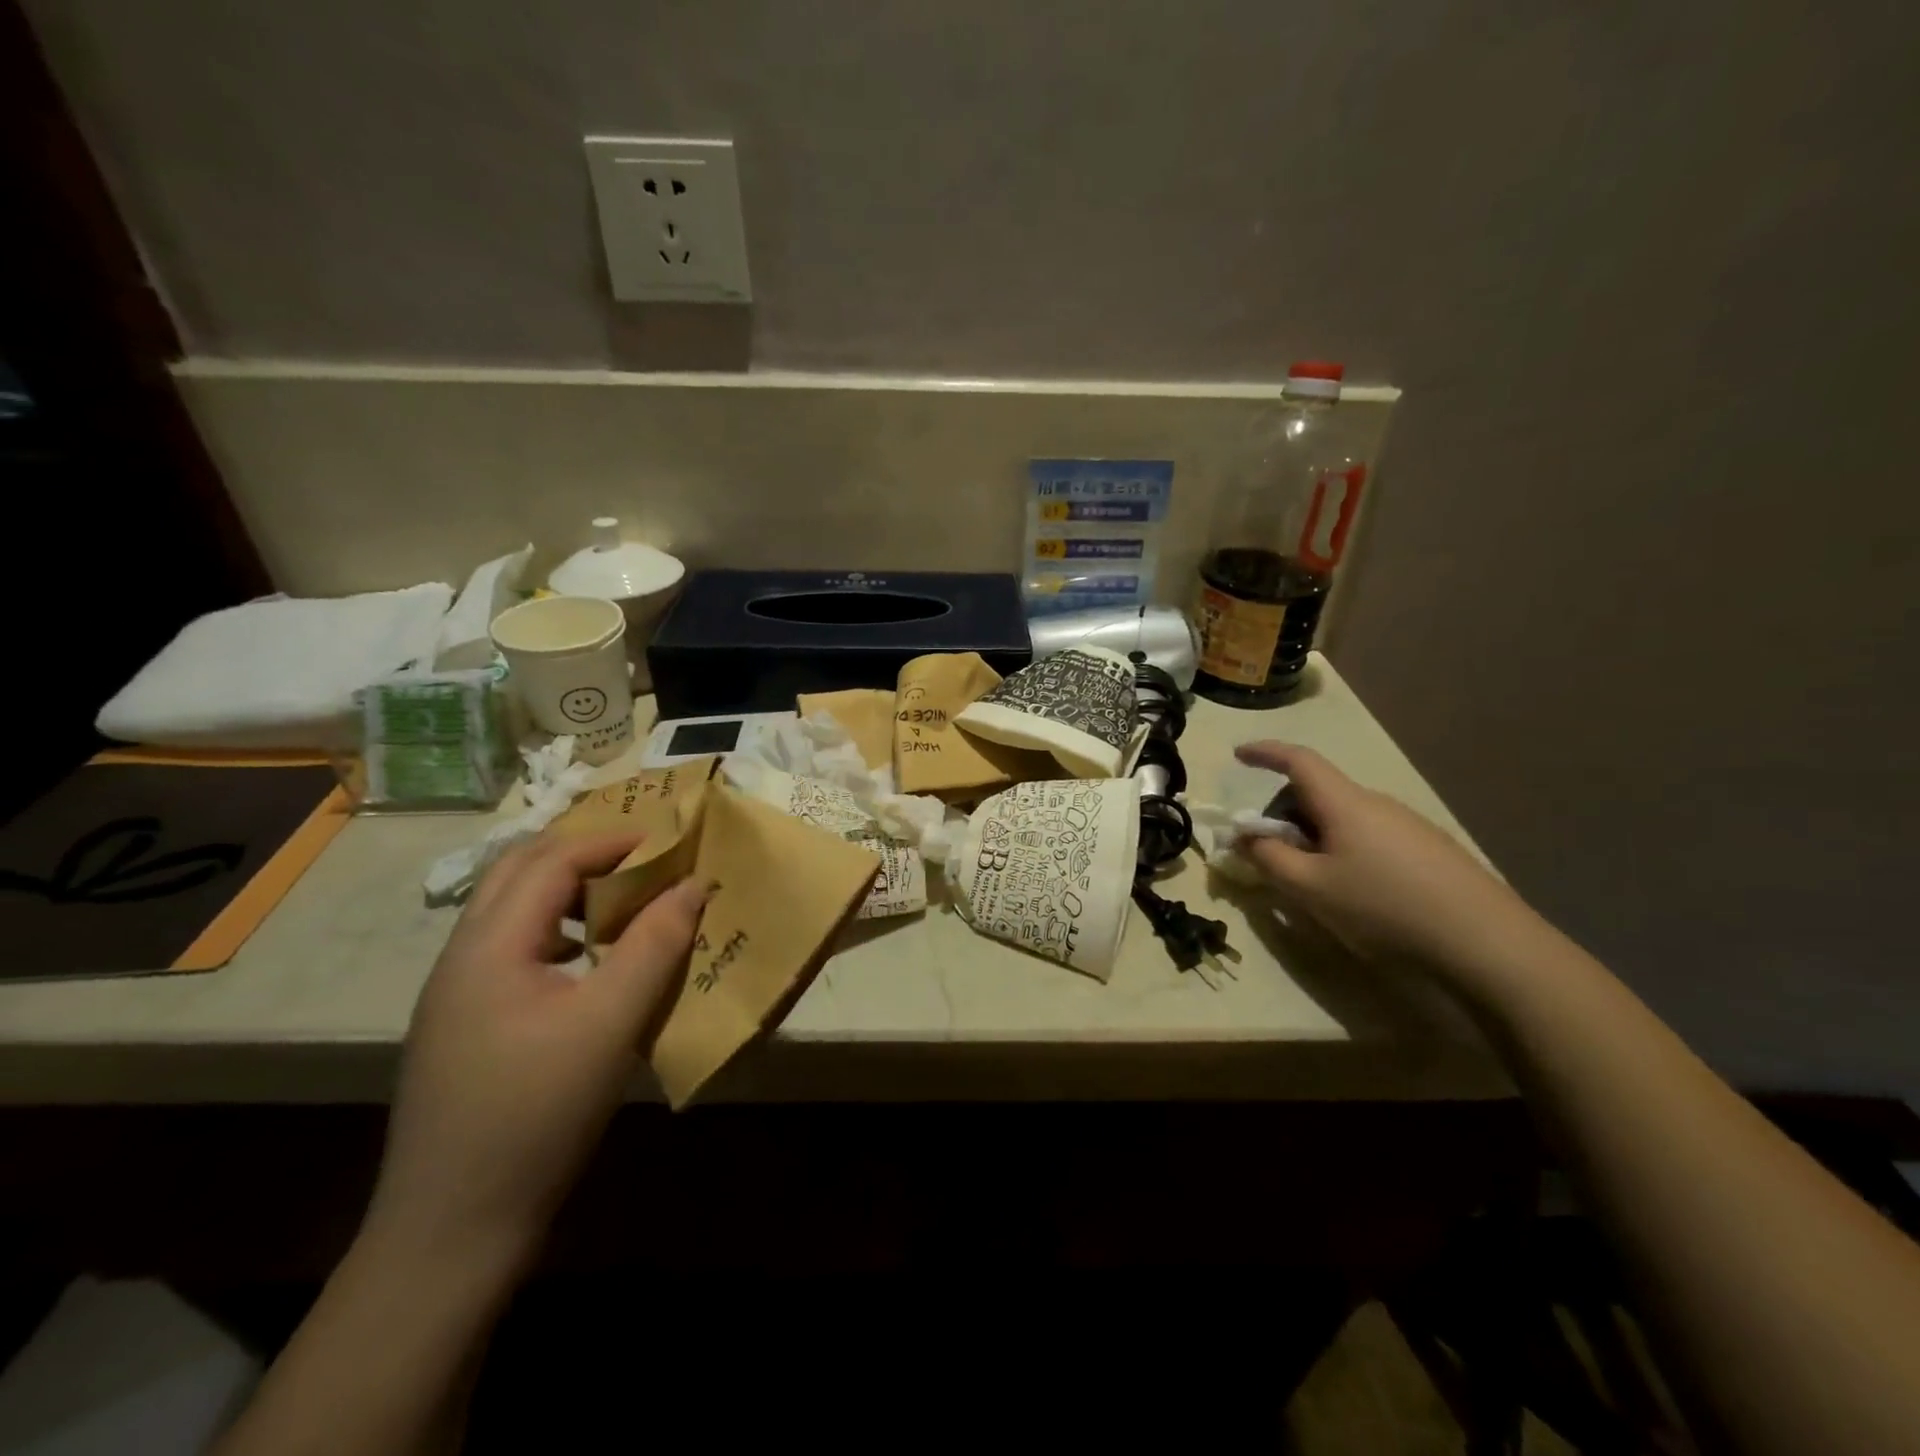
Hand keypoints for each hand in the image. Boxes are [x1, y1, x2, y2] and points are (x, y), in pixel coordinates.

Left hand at [363, 830, 706, 1275]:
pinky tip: (588, 963)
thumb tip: (693, 884)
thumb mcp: (610, 1023)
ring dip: (567, 890)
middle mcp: (461, 958)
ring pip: (510, 911)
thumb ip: (655, 945)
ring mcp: (455, 995)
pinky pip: (512, 949)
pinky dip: (556, 930)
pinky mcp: (464, 1027)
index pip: (552, 861)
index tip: (669, 842)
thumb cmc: (536, 1115)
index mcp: (488, 946)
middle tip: (644, 859)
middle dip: (584, 853)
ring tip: (622, 901)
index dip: (612, 842)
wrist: (451, 1233)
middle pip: (518, 873)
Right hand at [1232, 742, 1544, 980]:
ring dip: (1314, 836)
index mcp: (1345, 803)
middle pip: (1318, 793)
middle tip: (1267, 850)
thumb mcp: (1310, 888)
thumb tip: (1245, 835)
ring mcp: (1409, 826)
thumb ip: (1268, 857)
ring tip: (1310, 880)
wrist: (1487, 943)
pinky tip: (1354, 892)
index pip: (1298, 760)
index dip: (1265, 753)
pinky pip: (1369, 837)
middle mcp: (1377, 804)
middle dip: (1284, 812)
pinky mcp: (1430, 851)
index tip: (1238, 755)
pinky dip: (1343, 850)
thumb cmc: (1384, 907)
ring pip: (1344, 818)